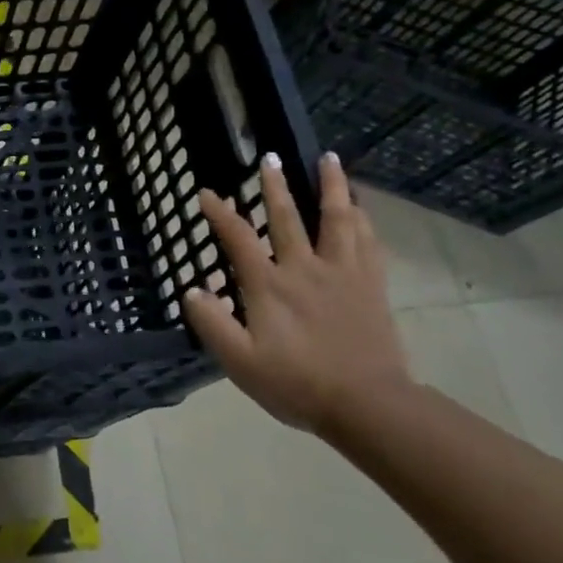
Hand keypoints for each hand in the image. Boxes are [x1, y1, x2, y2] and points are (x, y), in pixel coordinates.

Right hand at [184, 152, 408, 433]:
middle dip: (276, 186)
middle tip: (270, 157)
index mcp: (269, 286)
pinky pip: (367, 243)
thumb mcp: (240, 362)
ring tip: (329, 160)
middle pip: (288, 218)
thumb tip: (192, 290)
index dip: (220, 214)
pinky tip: (360, 209)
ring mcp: (343, 275)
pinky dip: (362, 220)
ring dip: (332, 187)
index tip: (206, 193)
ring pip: (337, 220)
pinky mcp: (371, 287)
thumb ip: (212, 324)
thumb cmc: (297, 384)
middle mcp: (305, 269)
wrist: (367, 405)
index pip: (239, 239)